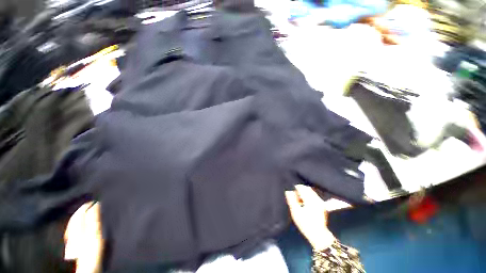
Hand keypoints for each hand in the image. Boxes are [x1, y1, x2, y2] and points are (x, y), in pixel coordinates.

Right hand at [285, 185, 334, 250]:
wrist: (319, 236)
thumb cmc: (305, 224)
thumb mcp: (295, 212)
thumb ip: (291, 200)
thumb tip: (288, 191)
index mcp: (310, 200)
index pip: (302, 188)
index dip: (295, 187)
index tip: (291, 190)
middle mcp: (317, 199)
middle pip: (307, 188)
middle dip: (300, 189)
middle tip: (294, 194)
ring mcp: (321, 202)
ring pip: (311, 191)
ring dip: (304, 192)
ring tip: (299, 199)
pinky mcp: (322, 205)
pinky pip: (314, 195)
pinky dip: (308, 195)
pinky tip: (304, 202)